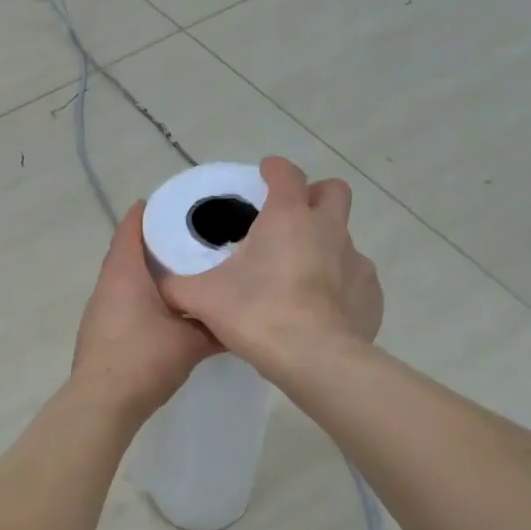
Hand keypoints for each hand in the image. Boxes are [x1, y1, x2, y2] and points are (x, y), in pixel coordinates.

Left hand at [72, 202, 218, 419]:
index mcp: (125, 272)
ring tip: (187, 272)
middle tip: (195, 238)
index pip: (133, 226)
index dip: (154, 211)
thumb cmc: (144, 360)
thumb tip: (243, 320)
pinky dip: (143, 298)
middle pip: (130, 251)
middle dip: (159, 243)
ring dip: (151, 274)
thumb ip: (217, 327)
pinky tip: (168, 309)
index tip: (182, 205)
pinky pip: (124, 302)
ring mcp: (99, 310)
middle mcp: (107, 285)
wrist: (102, 403)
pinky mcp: (100, 332)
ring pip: (127, 280)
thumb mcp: (191, 342)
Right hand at [159, 157, 381, 370]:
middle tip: (292, 218)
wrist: (314, 359)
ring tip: (301, 277)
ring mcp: (356, 262)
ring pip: (344, 239)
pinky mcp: (371, 294)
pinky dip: (340, 287)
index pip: (286, 174)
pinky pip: (356, 280)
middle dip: (315, 196)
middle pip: (333, 192)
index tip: (264, 175)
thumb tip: (159, 282)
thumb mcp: (203, 299)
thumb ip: (177, 286)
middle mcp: (328, 230)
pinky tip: (322, 310)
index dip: (274, 170)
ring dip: (325, 246)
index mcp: (287, 218)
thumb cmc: (257, 315)